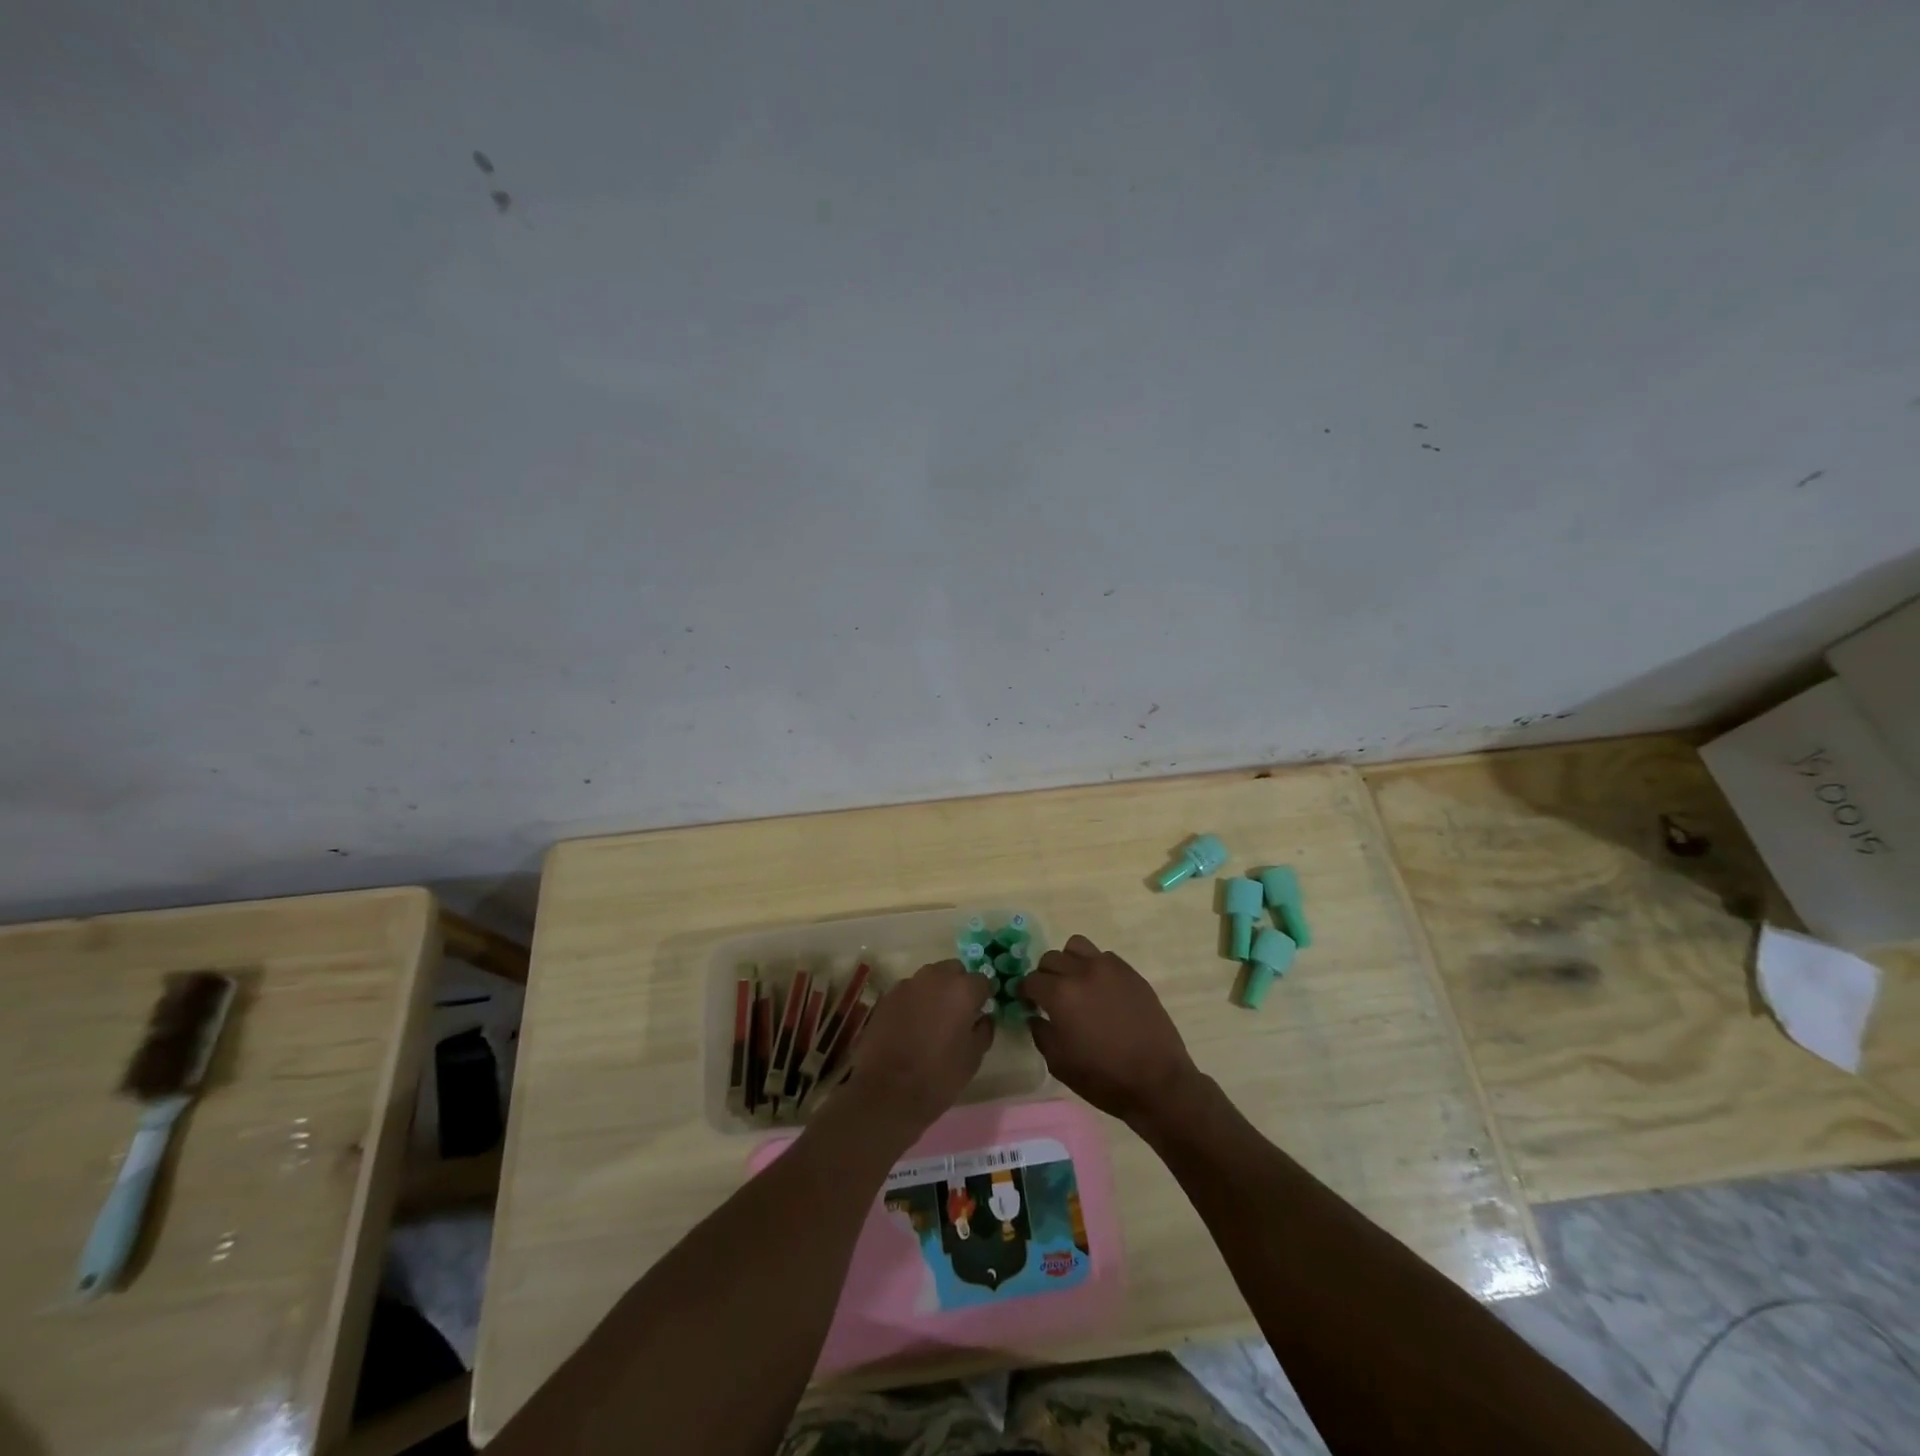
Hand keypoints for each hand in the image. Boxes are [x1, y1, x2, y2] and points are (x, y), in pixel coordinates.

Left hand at [843, 959, 993, 1138]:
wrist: (886, 1091)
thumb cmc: (938, 1076)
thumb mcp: (973, 1058)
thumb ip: (983, 1030)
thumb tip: (983, 1017)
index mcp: (962, 990)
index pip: (982, 981)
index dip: (983, 997)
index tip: (979, 1014)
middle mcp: (935, 977)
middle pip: (954, 971)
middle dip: (959, 986)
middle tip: (957, 1014)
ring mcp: (908, 984)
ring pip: (930, 978)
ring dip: (936, 991)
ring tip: (933, 1021)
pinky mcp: (887, 997)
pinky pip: (909, 991)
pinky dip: (915, 1002)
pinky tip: (911, 1026)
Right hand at [1021, 935, 1202, 1126]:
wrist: (1157, 1081)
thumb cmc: (1103, 1078)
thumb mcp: (1059, 1063)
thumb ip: (1041, 1032)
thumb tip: (1035, 1015)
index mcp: (1060, 994)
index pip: (1031, 980)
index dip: (1025, 993)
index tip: (1028, 1004)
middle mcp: (1082, 972)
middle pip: (1051, 958)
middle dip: (1045, 976)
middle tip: (1050, 996)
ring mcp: (1109, 968)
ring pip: (1077, 946)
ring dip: (1069, 962)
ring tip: (1075, 983)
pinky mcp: (1131, 973)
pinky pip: (1104, 957)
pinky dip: (1095, 967)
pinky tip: (1101, 990)